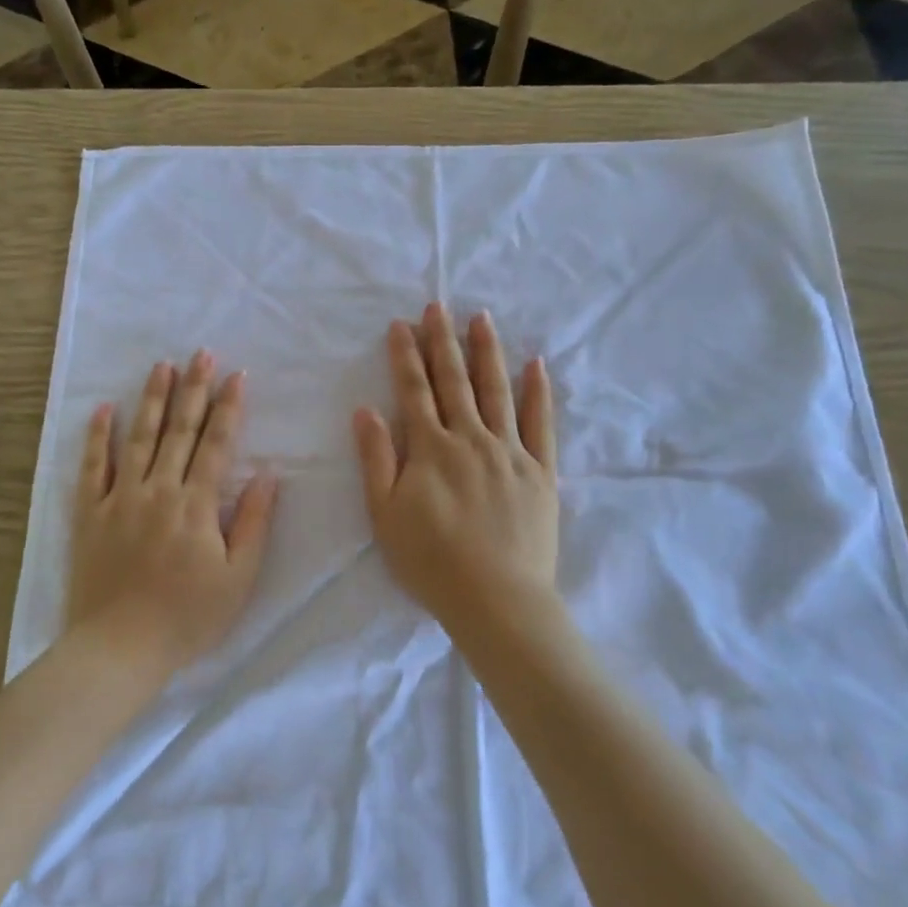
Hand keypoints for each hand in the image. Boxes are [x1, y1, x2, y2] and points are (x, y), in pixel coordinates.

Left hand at [66, 351, 278, 676]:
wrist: (120, 647)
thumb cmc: (188, 617)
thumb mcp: (238, 578)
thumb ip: (253, 522)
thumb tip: (268, 474)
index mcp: (196, 504)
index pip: (218, 444)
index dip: (229, 407)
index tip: (237, 375)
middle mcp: (159, 490)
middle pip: (180, 431)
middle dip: (194, 389)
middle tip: (202, 353)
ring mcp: (121, 498)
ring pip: (139, 438)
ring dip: (152, 399)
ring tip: (161, 366)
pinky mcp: (90, 514)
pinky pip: (92, 467)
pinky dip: (97, 437)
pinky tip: (103, 409)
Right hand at [354, 304, 559, 637]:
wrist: (497, 600)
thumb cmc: (431, 562)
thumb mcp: (385, 515)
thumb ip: (376, 459)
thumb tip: (366, 410)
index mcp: (431, 449)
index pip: (414, 391)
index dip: (405, 356)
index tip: (401, 324)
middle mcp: (471, 439)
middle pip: (455, 381)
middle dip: (443, 341)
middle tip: (438, 306)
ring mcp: (510, 452)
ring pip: (497, 391)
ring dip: (487, 352)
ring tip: (481, 318)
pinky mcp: (541, 471)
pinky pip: (541, 423)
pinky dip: (538, 392)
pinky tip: (535, 365)